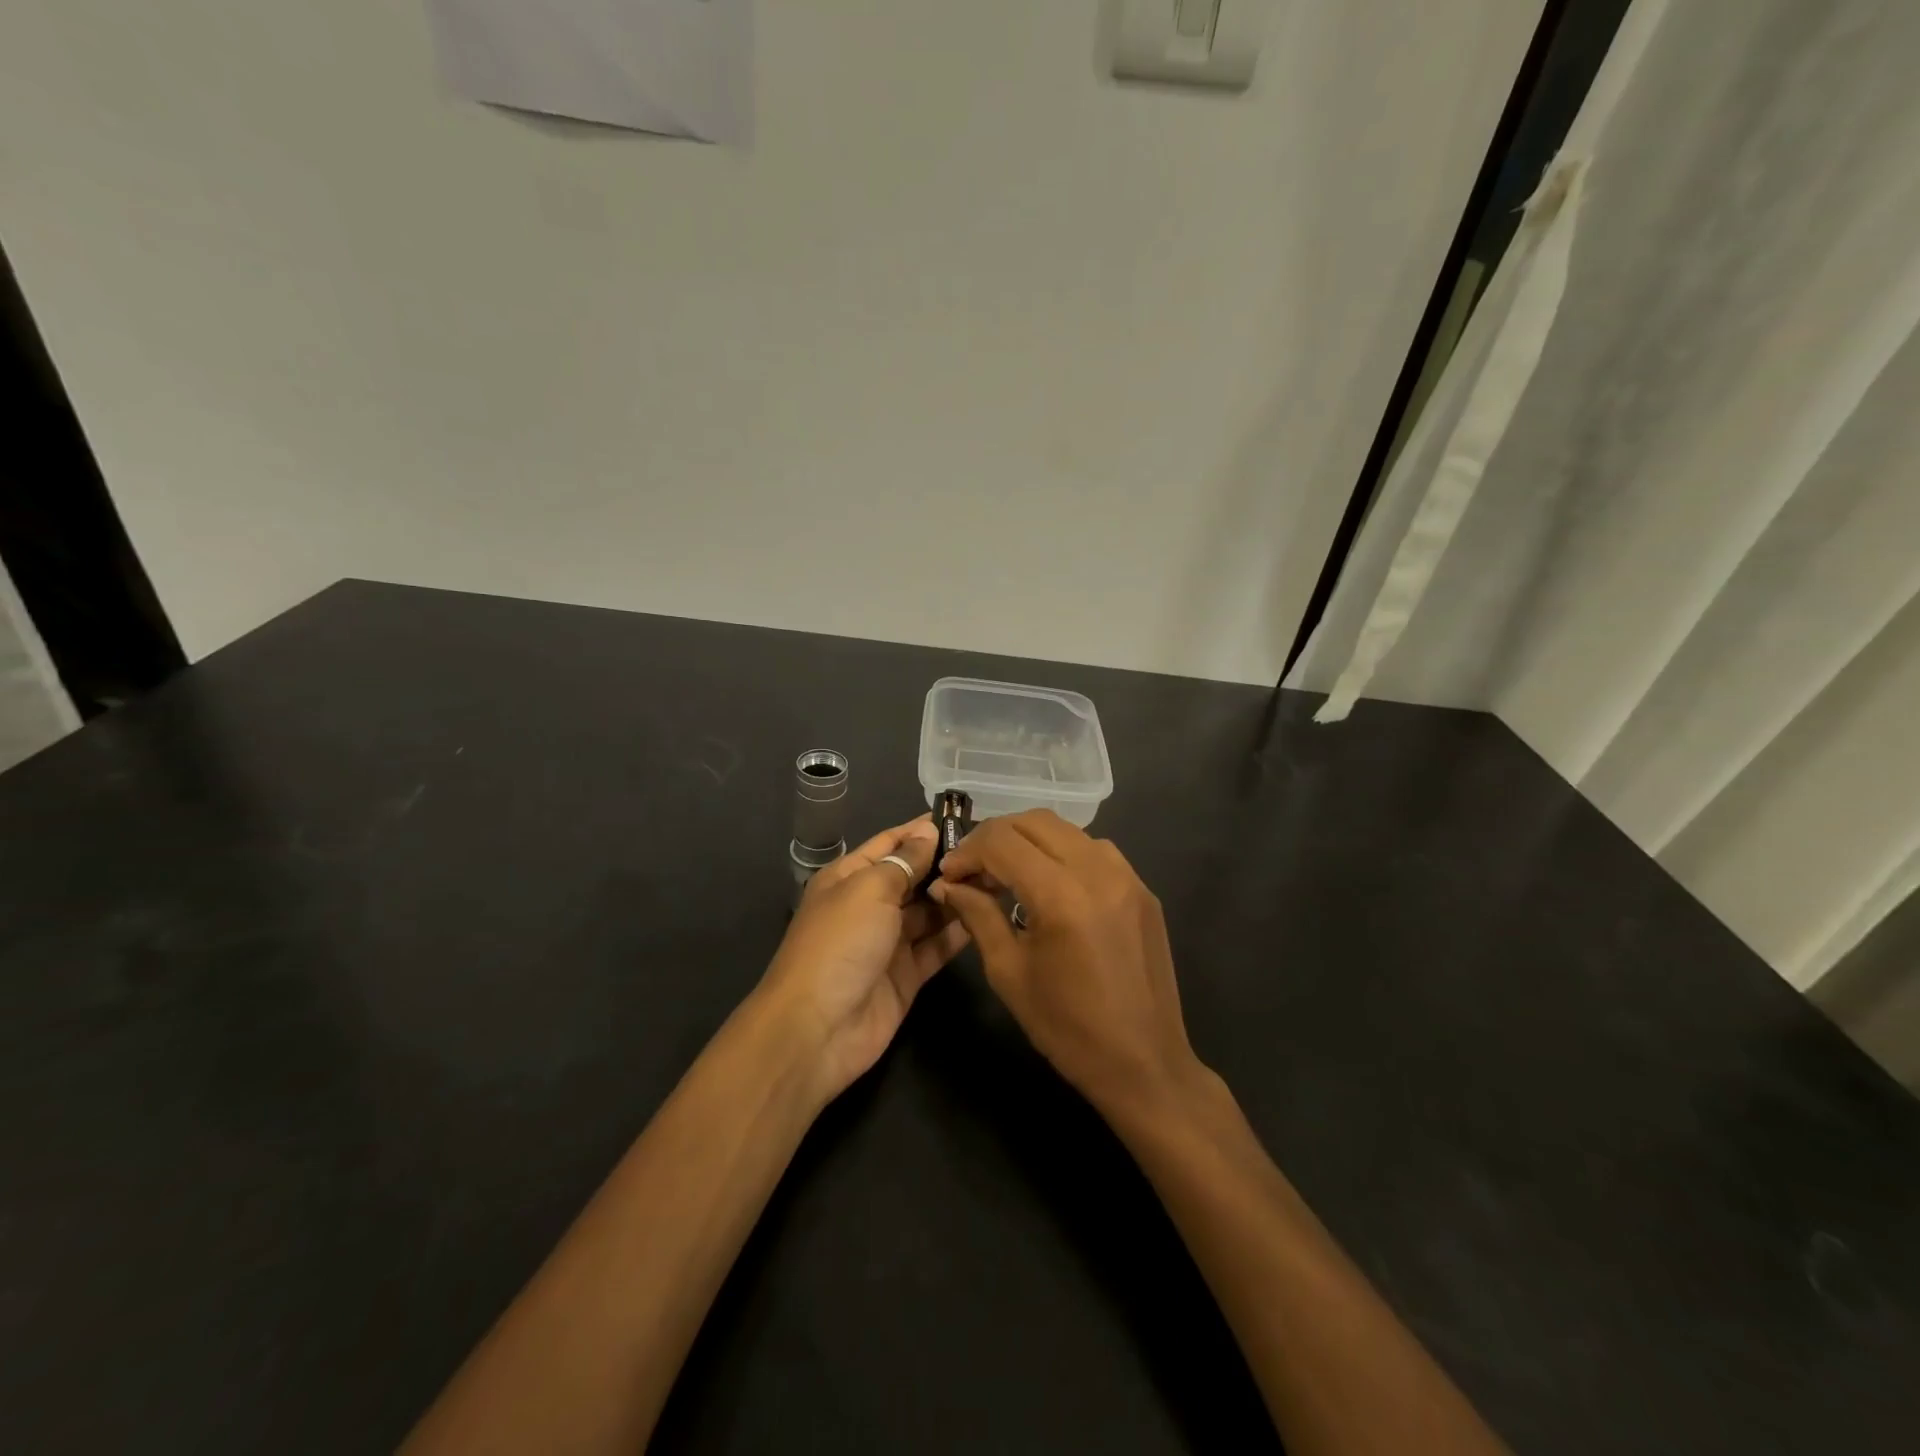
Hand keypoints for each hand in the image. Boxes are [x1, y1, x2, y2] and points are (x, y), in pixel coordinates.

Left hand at [756, 816, 968, 1103]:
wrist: (818, 1029)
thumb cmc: (839, 943)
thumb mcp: (869, 889)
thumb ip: (904, 861)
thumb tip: (928, 832)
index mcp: (849, 877)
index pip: (890, 843)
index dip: (922, 830)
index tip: (963, 817)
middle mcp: (869, 905)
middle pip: (913, 877)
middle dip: (946, 864)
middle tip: (992, 852)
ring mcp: (889, 942)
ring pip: (929, 912)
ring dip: (957, 896)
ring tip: (997, 878)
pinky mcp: (907, 975)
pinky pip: (937, 946)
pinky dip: (959, 932)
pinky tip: (989, 914)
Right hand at [931, 810, 1205, 1119]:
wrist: (1144, 1064)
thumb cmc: (1067, 1027)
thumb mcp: (1009, 972)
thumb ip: (978, 915)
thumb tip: (948, 884)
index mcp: (1061, 895)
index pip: (1002, 841)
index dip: (968, 851)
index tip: (950, 874)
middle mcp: (1098, 871)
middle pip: (1035, 821)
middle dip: (996, 837)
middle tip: (974, 869)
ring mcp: (1128, 877)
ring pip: (1067, 830)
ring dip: (1030, 841)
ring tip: (1009, 876)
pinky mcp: (1143, 890)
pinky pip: (1096, 851)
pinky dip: (1063, 854)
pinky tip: (1051, 886)